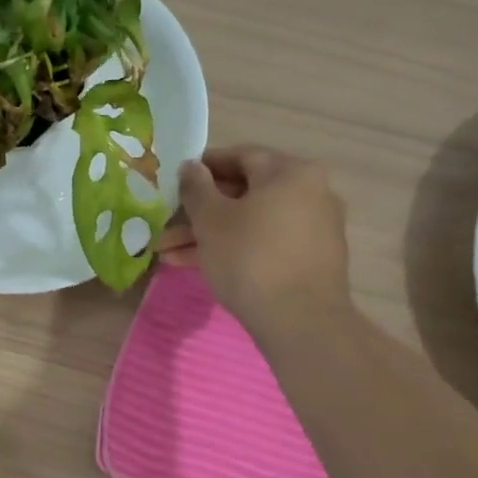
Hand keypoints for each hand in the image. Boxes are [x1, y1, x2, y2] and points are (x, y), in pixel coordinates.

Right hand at [156, 146, 351, 335]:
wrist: (300, 321)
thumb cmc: (250, 257)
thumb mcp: (211, 220)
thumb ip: (196, 188)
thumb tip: (190, 167)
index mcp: (290, 172)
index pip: (241, 156)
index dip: (203, 167)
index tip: (175, 180)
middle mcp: (310, 193)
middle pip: (244, 194)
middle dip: (199, 212)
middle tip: (165, 227)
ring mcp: (313, 229)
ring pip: (250, 223)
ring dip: (208, 236)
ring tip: (167, 255)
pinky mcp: (310, 261)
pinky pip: (265, 244)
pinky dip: (234, 250)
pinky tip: (196, 267)